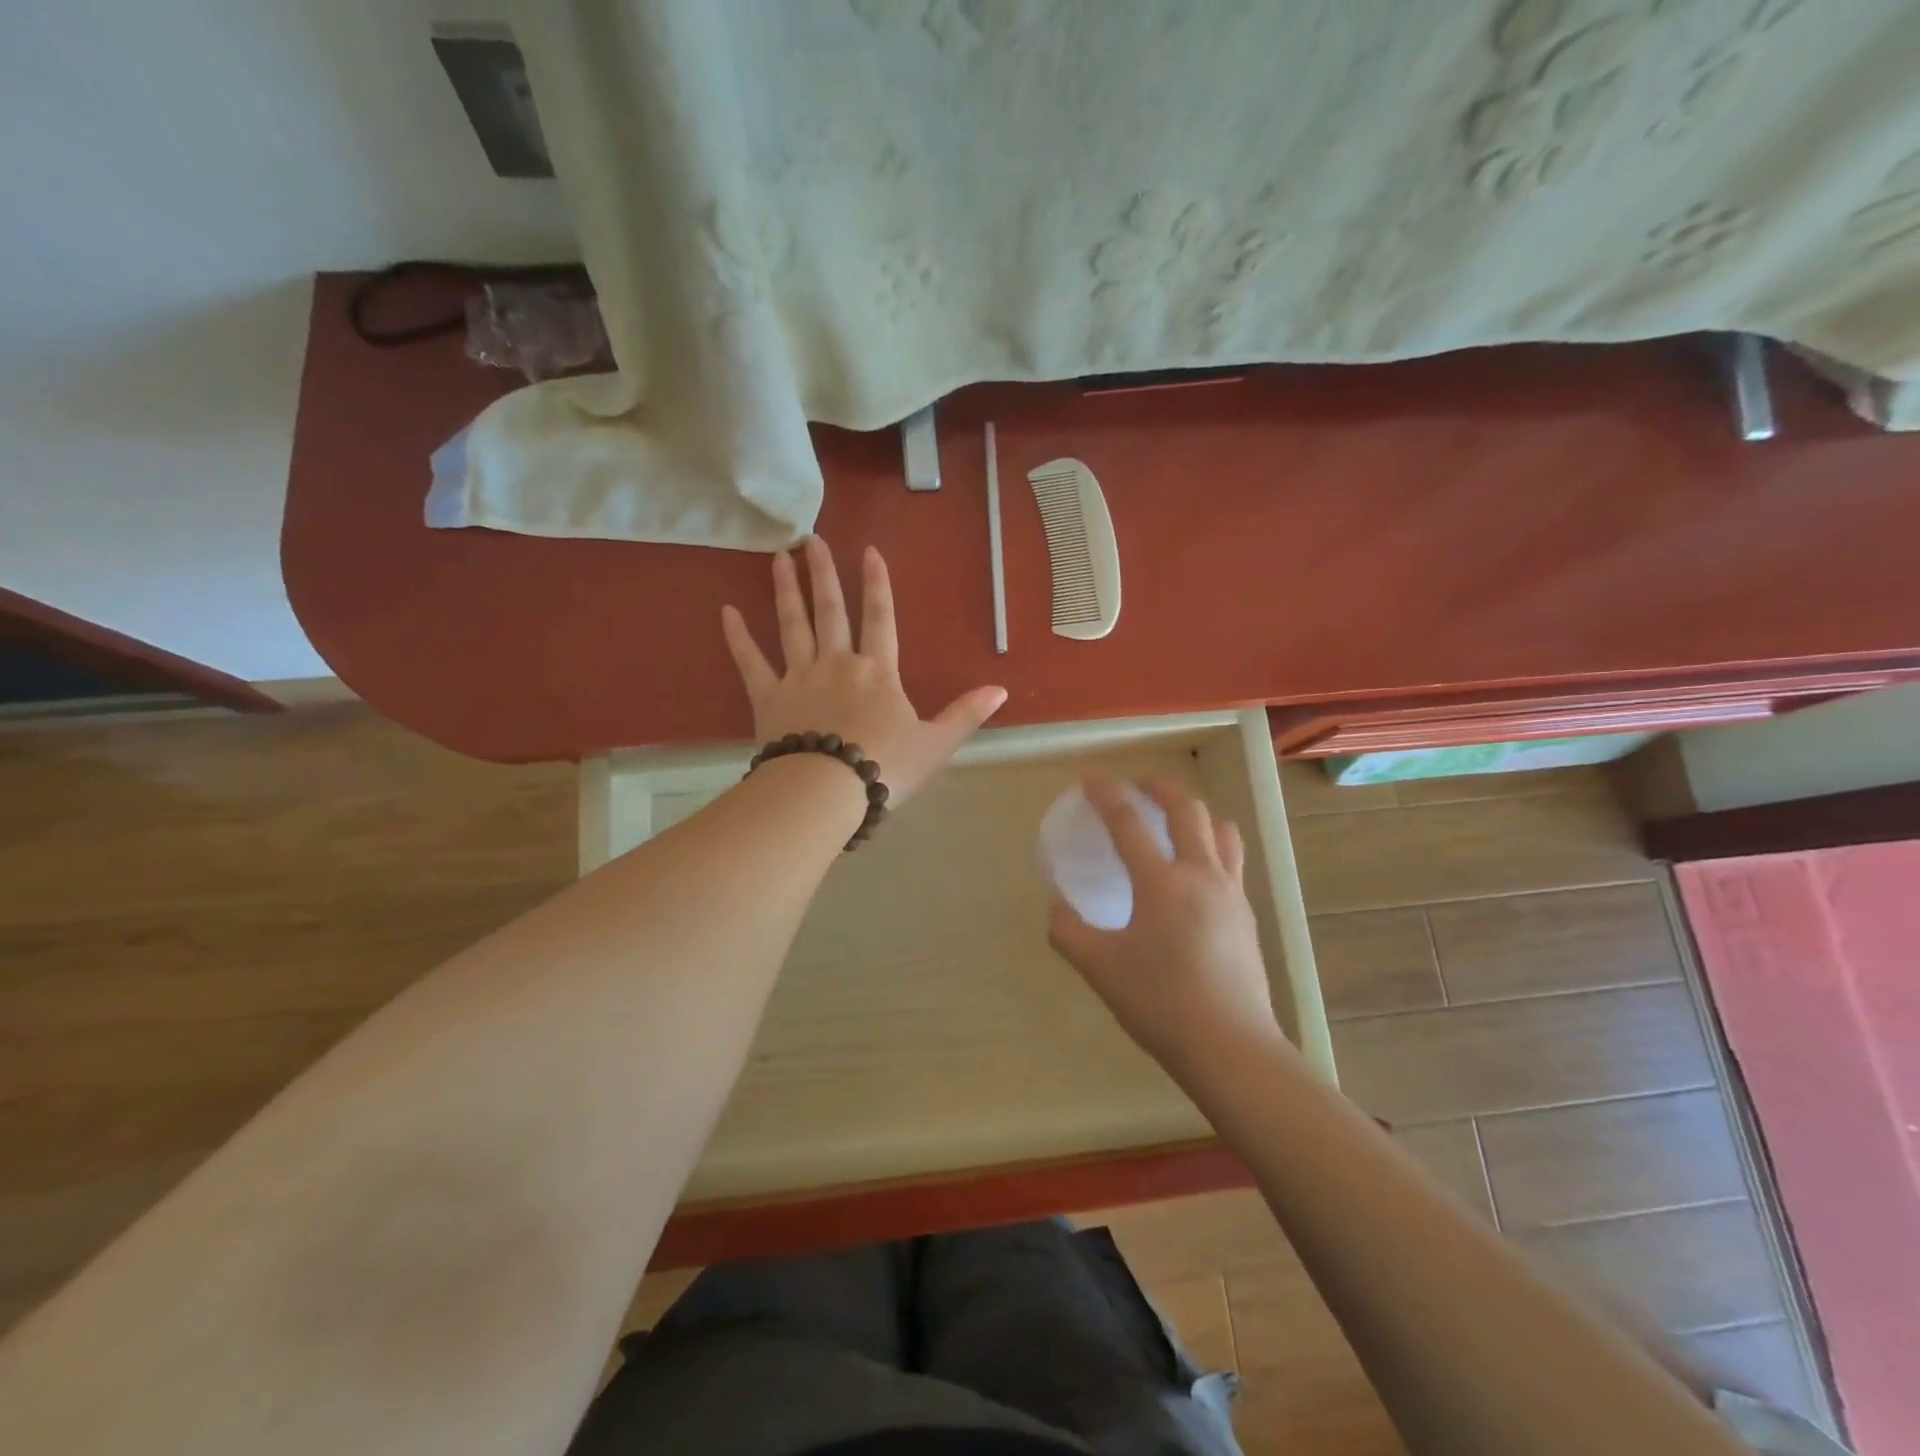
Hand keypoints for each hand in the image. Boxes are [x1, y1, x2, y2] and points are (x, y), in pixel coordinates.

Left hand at [721, 536, 1007, 806]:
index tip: (868, 551)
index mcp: (878, 672)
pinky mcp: (768, 699)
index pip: (880, 618)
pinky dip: (738, 638)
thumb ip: (966, 714)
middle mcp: (837, 663)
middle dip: (823, 573)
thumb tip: (1002, 689)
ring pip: (792, 625)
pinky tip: (726, 612)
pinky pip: (750, 662)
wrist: (828, 792)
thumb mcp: (936, 744)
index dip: (876, 584)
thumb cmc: (885, 767)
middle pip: (830, 610)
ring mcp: (799, 677)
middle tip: (812, 540)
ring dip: (786, 591)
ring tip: (779, 558)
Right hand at [1048, 777, 1288, 1079]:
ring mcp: (1231, 893)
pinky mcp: (1246, 914)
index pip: (1129, 822)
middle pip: (1187, 809)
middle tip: (1136, 786)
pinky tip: (1194, 870)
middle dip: (1159, 787)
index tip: (1089, 779)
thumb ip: (1069, 932)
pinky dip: (1211, 843)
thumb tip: (1057, 908)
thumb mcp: (1100, 969)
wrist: (1230, 1047)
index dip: (1106, 795)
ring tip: (1173, 819)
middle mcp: (1201, 875)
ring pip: (1220, 829)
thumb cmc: (1160, 1004)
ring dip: (1195, 812)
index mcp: (1162, 883)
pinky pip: (1231, 859)